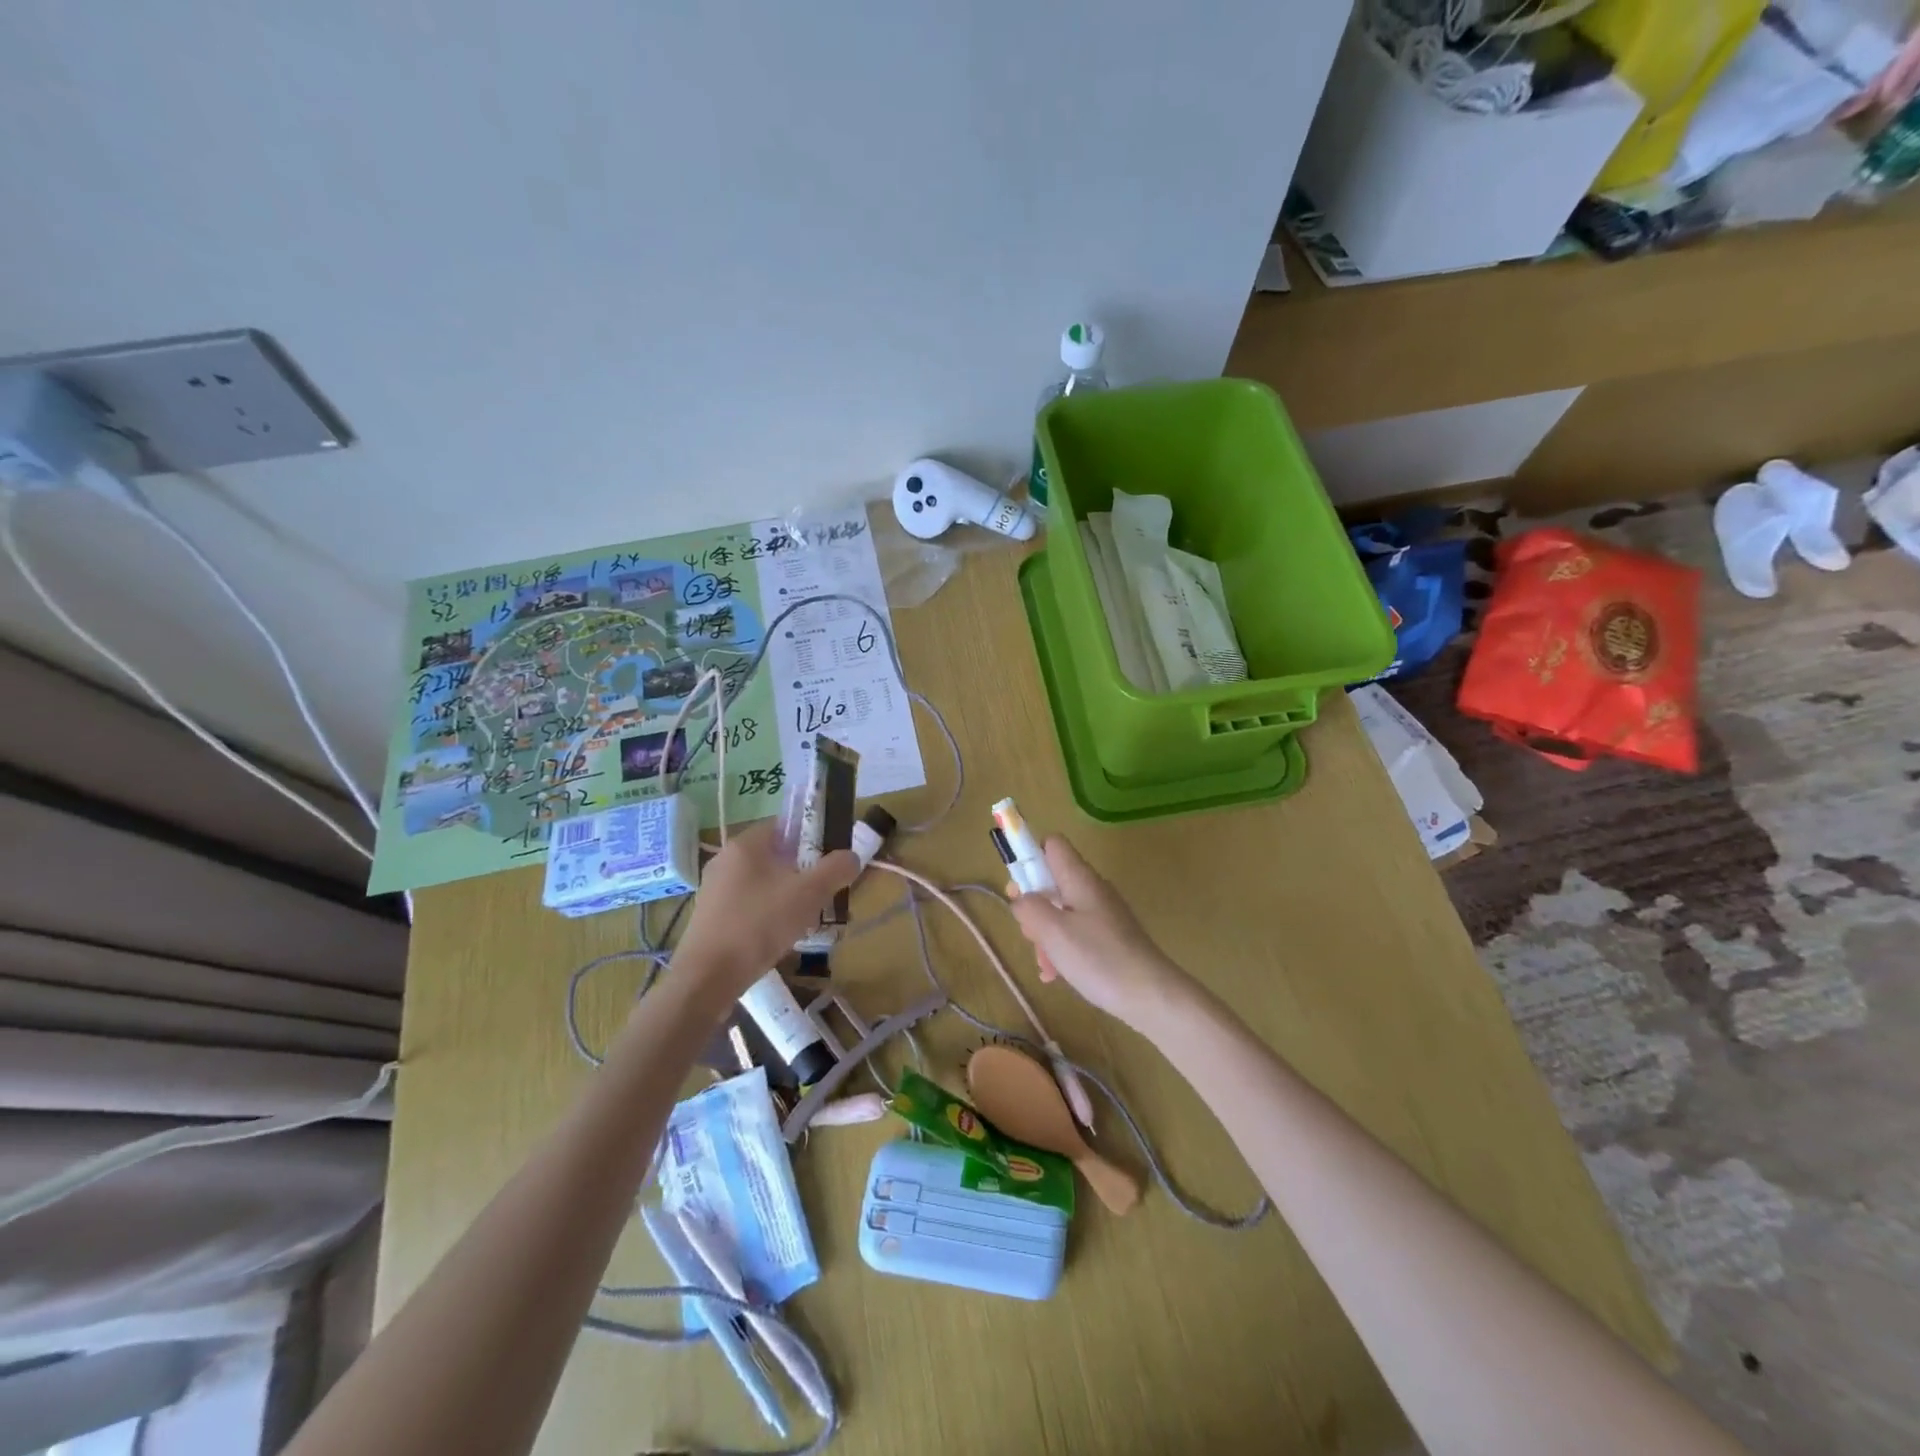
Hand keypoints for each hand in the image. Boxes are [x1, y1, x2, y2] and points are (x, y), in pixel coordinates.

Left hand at [670, 821, 859, 1002]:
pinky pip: (748, 904)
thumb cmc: (760, 924)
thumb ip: (836, 869)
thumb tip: (851, 857)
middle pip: (775, 856)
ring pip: (763, 883)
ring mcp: (714, 889)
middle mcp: (725, 859)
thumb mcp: (809, 894)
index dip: (812, 838)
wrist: (708, 978)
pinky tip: (779, 937)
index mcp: (745, 844)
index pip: (785, 825)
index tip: (830, 861)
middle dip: (802, 872)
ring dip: (786, 896)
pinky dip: (767, 914)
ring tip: (806, 920)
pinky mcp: (710, 917)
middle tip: (823, 893)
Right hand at [1004, 835, 1194, 1030]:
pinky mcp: (1110, 937)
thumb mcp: (1053, 932)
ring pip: (1061, 912)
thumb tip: (1020, 897)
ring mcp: (1103, 913)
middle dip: (1033, 907)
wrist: (1151, 995)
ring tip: (1046, 967)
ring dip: (1045, 935)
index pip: (1051, 844)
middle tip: (1030, 934)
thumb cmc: (1098, 958)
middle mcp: (1092, 888)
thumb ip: (1029, 907)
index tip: (1018, 888)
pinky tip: (1057, 976)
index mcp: (1079, 878)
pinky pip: (1076, 933)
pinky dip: (1062, 949)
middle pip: (1052, 882)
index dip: (1029, 857)